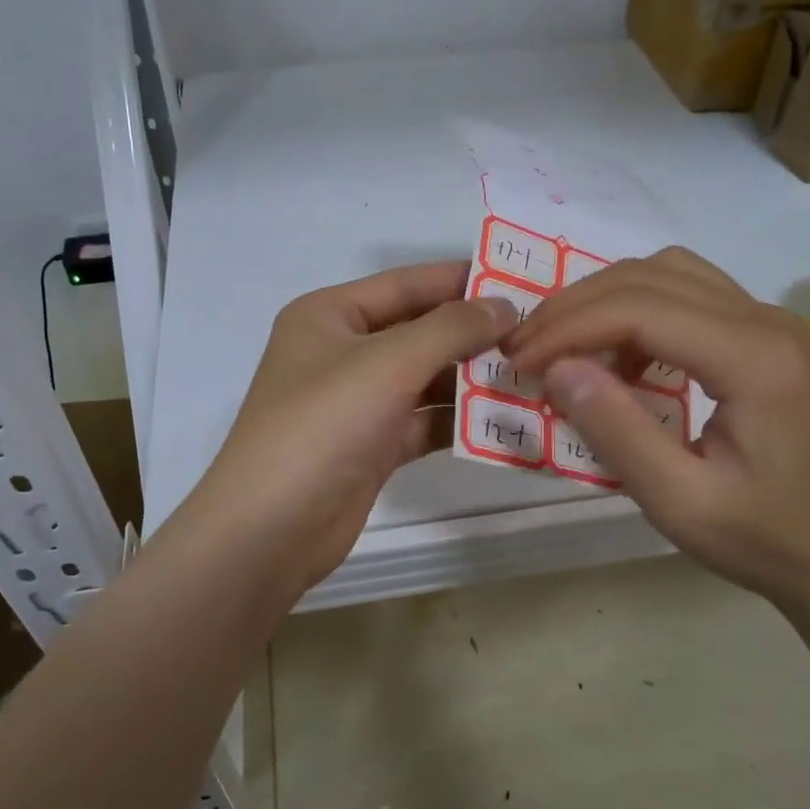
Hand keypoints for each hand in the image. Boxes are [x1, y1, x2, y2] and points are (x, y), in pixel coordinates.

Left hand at [176, 261, 516, 598]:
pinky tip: (507, 418)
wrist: (270, 530)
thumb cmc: (322, 426)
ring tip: (535, 373)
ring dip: (472, 378)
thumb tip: (505, 305)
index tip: (520, 279)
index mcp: (330, 316)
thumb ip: (450, 328)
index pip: (405, 283)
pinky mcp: (372, 446)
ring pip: (425, 379)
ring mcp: (357, 402)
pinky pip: (424, 421)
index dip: (460, 279)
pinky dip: (459, 419)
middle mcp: (342, 352)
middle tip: (539, 331)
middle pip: (418, 330)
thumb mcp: (387, 363)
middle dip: (473, 332)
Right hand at [503, 247, 809, 633]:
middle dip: (575, 306)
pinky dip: (637, 310)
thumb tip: (556, 368)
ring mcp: (769, 323)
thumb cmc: (768, 541)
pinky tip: (620, 358)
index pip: (638, 309)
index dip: (567, 328)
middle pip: (649, 276)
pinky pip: (688, 294)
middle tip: (525, 349)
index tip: (518, 363)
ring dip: (604, 300)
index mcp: (752, 358)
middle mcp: (765, 320)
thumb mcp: (680, 502)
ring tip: (562, 345)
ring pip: (668, 272)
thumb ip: (616, 430)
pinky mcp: (765, 337)